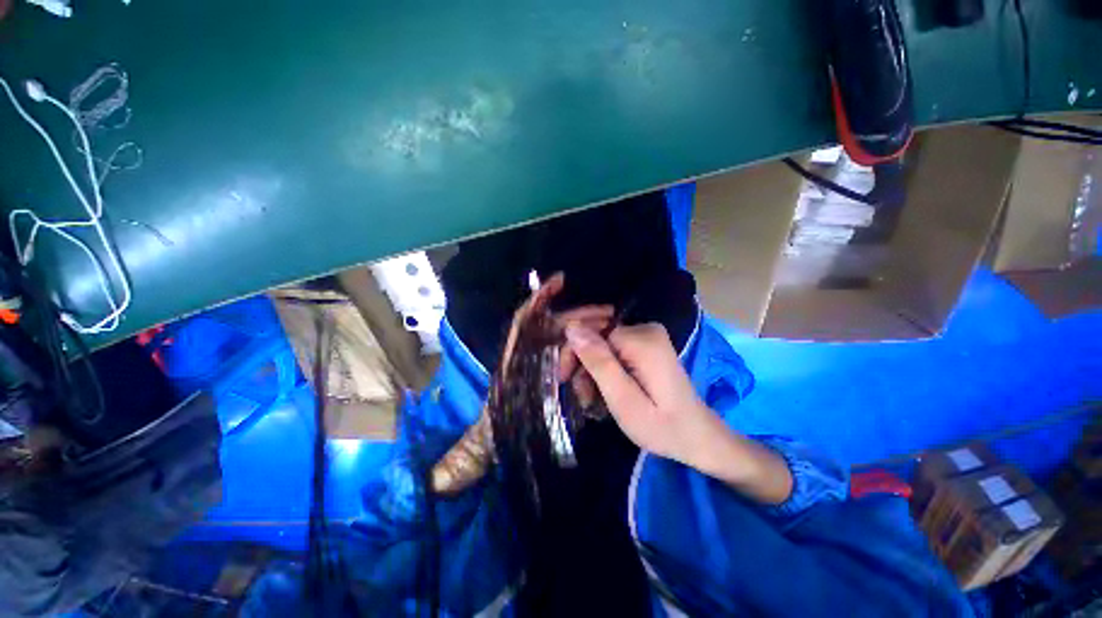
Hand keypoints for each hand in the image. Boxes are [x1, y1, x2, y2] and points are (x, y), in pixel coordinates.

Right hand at [564, 322, 718, 465]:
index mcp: (640, 339)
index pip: (590, 331)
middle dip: (581, 364)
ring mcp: (647, 336)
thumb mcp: (623, 400)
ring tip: (591, 400)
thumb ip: (598, 362)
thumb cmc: (661, 426)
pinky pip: (612, 350)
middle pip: (595, 336)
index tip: (563, 379)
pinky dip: (604, 370)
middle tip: (581, 396)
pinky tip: (603, 390)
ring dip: (591, 371)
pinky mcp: (646, 345)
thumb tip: (571, 328)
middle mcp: (644, 329)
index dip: (572, 353)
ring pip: (601, 345)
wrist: (695, 436)